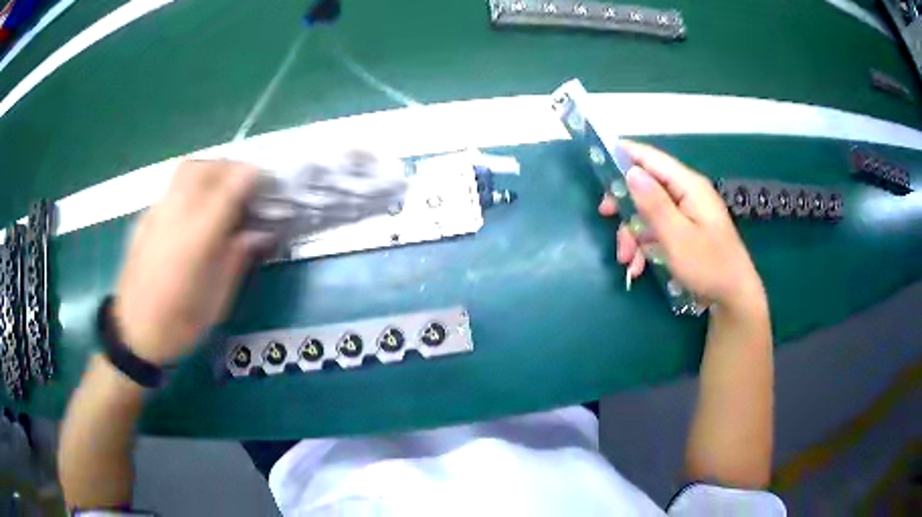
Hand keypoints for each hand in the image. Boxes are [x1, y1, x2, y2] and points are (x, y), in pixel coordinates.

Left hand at [113, 160, 272, 364]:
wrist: (133, 333)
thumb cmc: (179, 325)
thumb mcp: (217, 301)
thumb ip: (237, 258)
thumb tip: (259, 232)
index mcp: (198, 238)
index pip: (230, 187)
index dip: (253, 177)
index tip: (268, 182)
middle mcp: (176, 215)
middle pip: (207, 168)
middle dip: (232, 167)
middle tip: (247, 184)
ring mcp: (156, 212)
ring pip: (186, 169)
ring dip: (210, 170)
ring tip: (221, 189)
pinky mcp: (144, 218)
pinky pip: (172, 185)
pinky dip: (191, 183)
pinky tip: (195, 207)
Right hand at [598, 141, 764, 313]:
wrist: (734, 298)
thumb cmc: (709, 266)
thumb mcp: (677, 237)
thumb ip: (654, 204)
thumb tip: (631, 172)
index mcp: (688, 186)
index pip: (651, 158)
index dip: (624, 155)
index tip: (597, 162)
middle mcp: (686, 193)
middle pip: (646, 186)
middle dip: (626, 205)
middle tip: (605, 217)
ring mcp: (686, 213)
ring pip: (648, 211)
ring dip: (633, 233)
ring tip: (627, 261)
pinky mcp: (685, 231)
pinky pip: (658, 229)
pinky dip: (645, 246)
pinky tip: (638, 267)